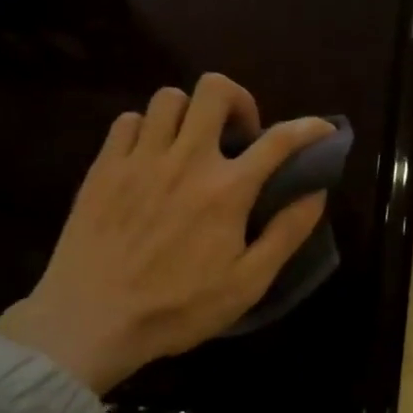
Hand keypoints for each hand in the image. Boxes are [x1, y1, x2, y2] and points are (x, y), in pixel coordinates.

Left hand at [0, 74, 332, 394]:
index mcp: (227, 190)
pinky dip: (146, 128)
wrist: (90, 321)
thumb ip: (287, 233)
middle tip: (240, 135)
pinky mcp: (102, 168)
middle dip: (238, 101)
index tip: (322, 130)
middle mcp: (185, 160)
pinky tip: (151, 157)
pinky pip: (127, 121)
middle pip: (214, 91)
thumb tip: (316, 193)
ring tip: (193, 143)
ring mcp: (139, 160)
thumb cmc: (178, 308)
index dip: (309, 128)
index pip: (279, 140)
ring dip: (190, 113)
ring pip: (168, 98)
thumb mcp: (248, 283)